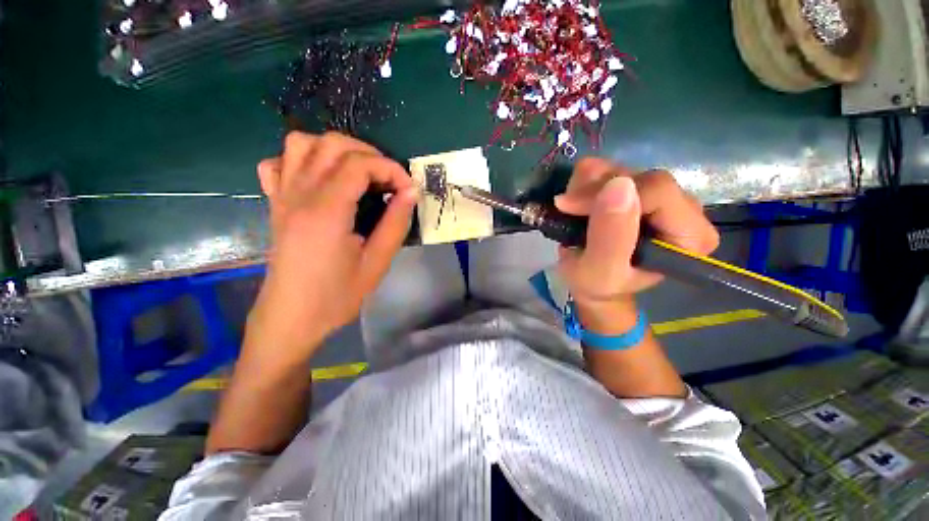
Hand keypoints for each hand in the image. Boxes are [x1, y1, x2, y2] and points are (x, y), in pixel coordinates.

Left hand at [247, 132, 417, 365]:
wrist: (292, 317)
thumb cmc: (337, 296)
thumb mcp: (377, 263)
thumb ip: (395, 223)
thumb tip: (411, 192)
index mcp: (326, 212)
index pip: (360, 164)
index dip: (390, 169)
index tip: (408, 189)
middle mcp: (299, 194)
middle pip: (332, 144)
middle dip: (370, 154)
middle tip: (389, 180)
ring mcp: (282, 196)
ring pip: (302, 143)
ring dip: (337, 150)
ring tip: (359, 173)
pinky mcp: (275, 203)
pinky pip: (280, 163)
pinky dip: (303, 159)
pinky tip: (321, 178)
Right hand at [555, 158, 718, 309]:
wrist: (591, 282)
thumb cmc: (598, 284)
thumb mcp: (600, 271)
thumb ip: (611, 236)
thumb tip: (619, 185)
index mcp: (690, 235)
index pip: (657, 191)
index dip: (608, 194)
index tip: (571, 209)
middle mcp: (684, 208)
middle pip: (638, 176)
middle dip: (594, 192)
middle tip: (568, 211)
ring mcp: (660, 194)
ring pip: (621, 168)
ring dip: (586, 187)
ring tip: (573, 212)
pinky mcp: (639, 186)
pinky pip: (609, 167)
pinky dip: (585, 182)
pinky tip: (579, 203)